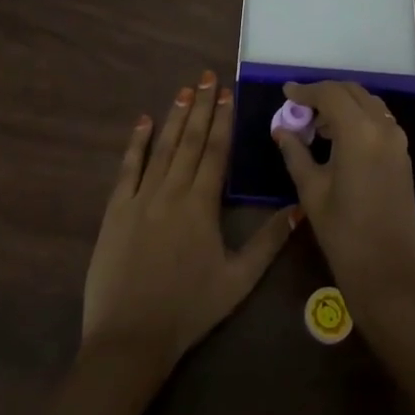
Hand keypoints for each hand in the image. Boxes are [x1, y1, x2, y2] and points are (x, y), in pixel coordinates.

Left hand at [81, 71, 298, 373]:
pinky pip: (127, 169)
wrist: (130, 338)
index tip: (226, 91)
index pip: (215, 151)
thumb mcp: (238, 280)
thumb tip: (299, 208)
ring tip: (184, 90)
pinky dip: (136, 143)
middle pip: (189, 141)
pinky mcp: (115, 211)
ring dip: (174, 117)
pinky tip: (143, 122)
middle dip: (200, 106)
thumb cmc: (189, 310)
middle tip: (206, 76)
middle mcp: (171, 192)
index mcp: (201, 206)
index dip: (222, 119)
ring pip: (161, 148)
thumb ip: (269, 242)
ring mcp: (139, 199)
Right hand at [272, 81, 414, 314]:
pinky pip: (379, 121)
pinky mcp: (403, 155)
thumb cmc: (344, 233)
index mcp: (359, 132)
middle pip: (352, 92)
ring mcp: (397, 141)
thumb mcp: (312, 190)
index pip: (330, 93)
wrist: (389, 272)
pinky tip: (339, 139)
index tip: (286, 92)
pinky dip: (359, 118)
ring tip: (317, 125)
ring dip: (343, 105)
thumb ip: (295, 152)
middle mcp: (383, 127)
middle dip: (325, 94)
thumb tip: (281, 129)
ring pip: (368, 104)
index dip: (306, 90)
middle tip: (300, 108)